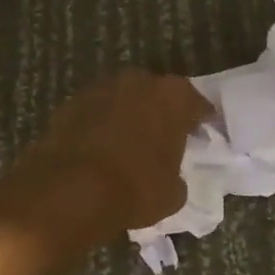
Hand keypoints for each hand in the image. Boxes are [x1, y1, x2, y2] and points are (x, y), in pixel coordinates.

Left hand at [0, 69, 211, 267]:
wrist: (70, 188)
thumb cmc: (135, 187)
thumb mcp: (173, 193)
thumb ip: (176, 176)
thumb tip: (169, 176)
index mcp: (172, 96)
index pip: (196, 103)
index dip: (201, 119)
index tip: (203, 130)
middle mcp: (137, 81)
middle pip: (156, 94)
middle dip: (160, 112)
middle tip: (164, 135)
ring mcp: (100, 88)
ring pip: (122, 99)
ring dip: (127, 116)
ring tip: (129, 142)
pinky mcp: (70, 103)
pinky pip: (95, 112)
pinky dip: (100, 125)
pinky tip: (100, 148)